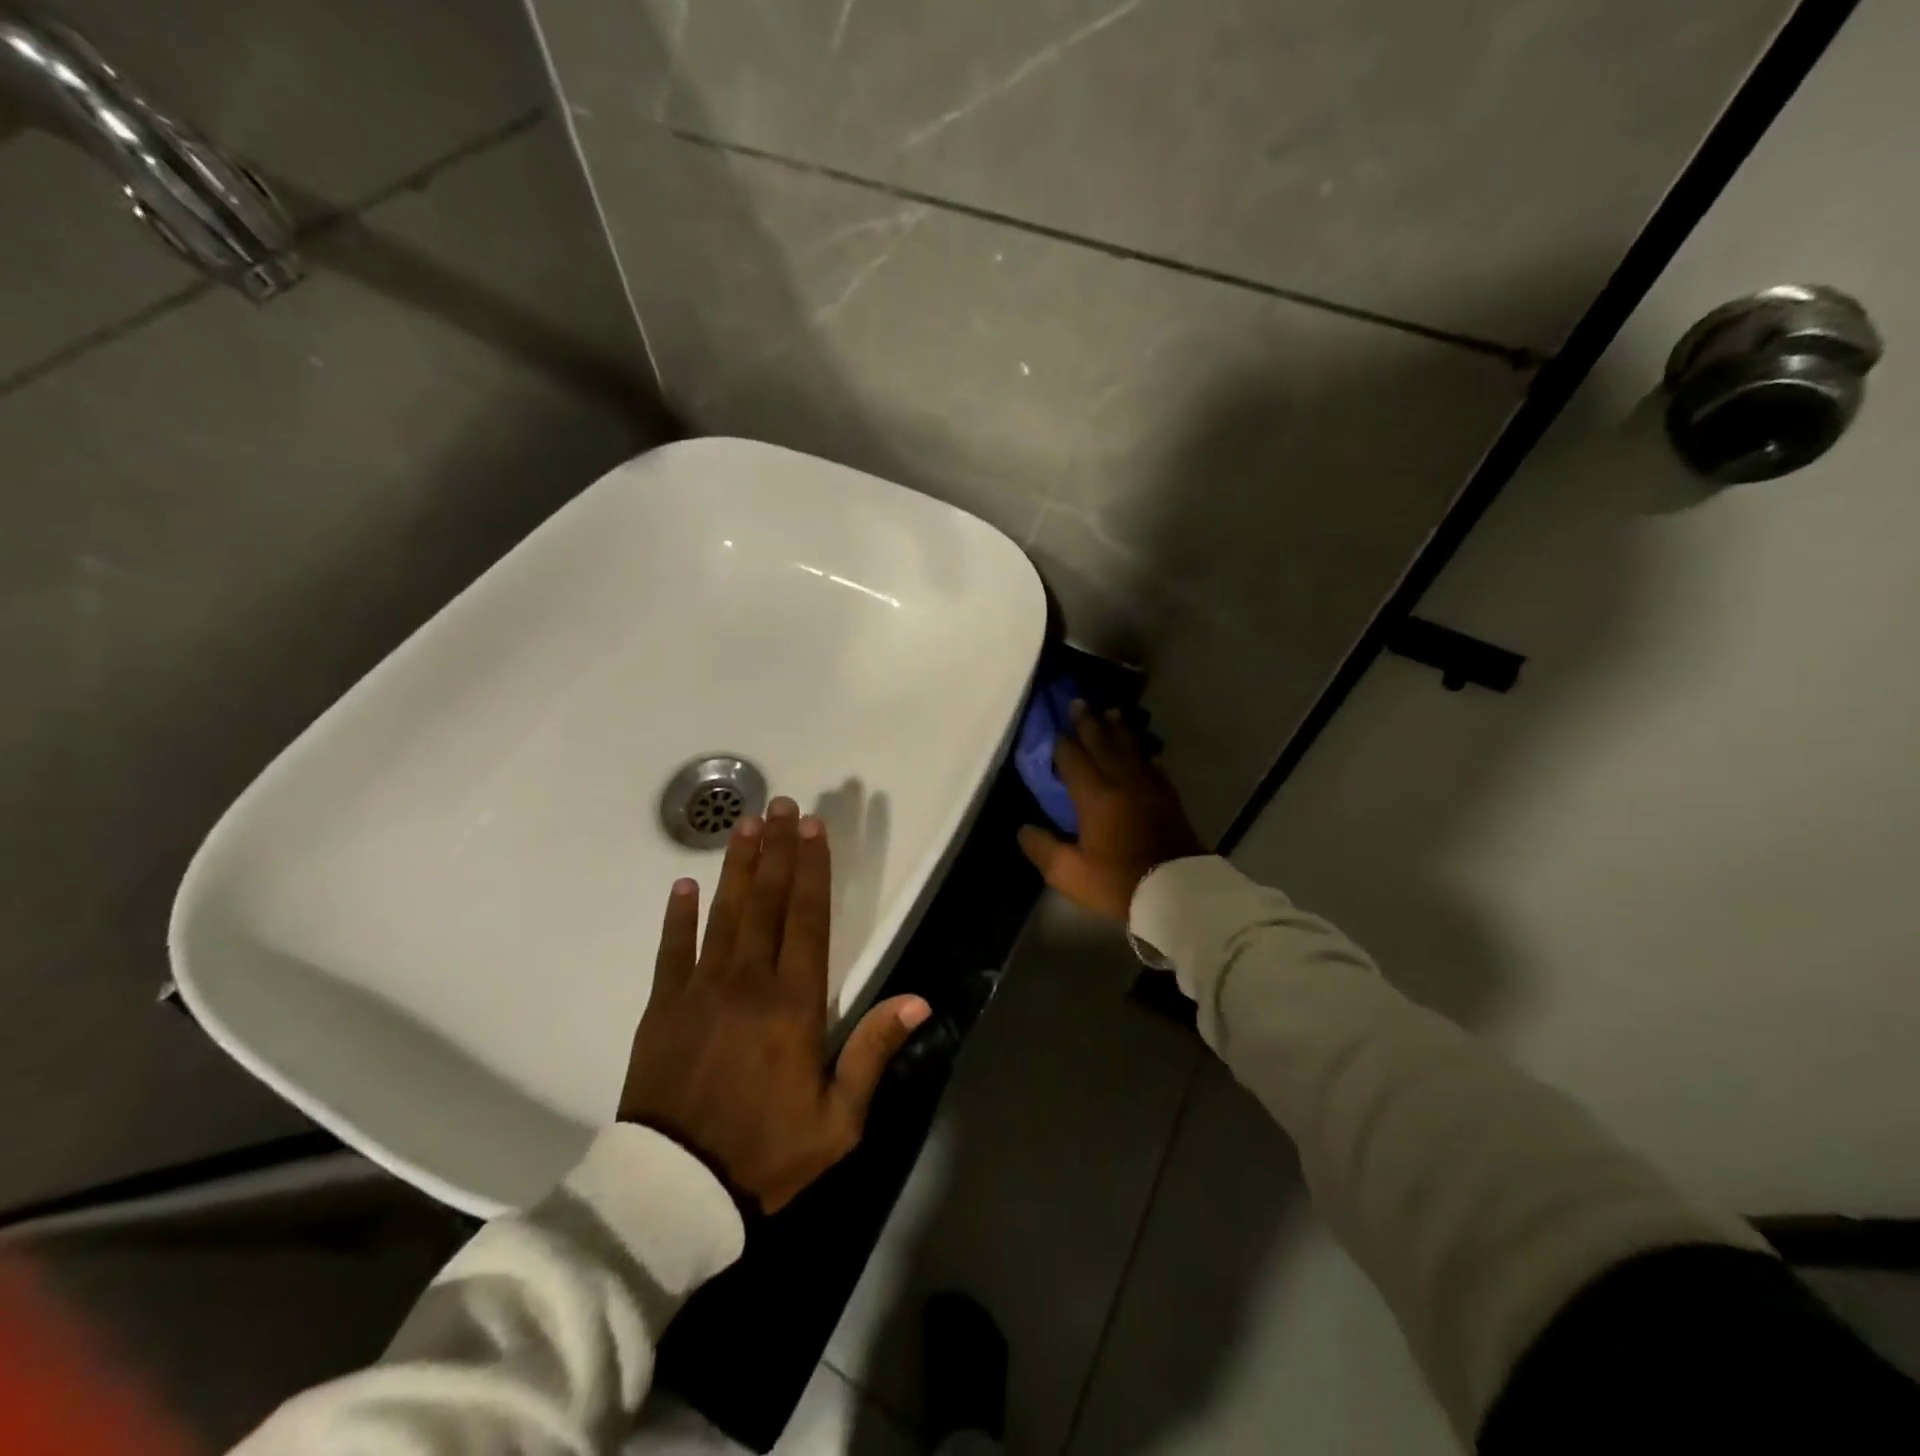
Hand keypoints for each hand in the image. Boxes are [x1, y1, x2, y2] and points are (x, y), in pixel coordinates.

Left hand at [619, 798, 931, 1212]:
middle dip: (778, 849)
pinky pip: (671, 951)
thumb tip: (917, 999)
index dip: (813, 869)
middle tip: (783, 805)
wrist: (674, 1193)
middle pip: (767, 902)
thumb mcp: (838, 1119)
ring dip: (737, 866)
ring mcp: (699, 990)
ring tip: (745, 824)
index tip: (815, 828)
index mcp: (793, 1003)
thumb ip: (873, 1052)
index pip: (807, 919)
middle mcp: (748, 982)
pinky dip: (677, 916)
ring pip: (723, 913)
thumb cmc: (766, 1152)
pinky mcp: (661, 1008)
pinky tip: (684, 884)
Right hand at [1018, 701, 1207, 922]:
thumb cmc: (1119, 881)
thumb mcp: (1070, 873)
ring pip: (1130, 748)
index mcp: (1094, 795)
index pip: (1073, 758)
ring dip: (1118, 729)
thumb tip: (1024, 829)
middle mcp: (1121, 781)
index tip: (1054, 726)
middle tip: (1080, 702)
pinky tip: (1142, 752)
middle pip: (1103, 743)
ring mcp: (1148, 787)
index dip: (1062, 742)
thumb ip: (1044, 849)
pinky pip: (1152, 765)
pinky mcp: (1167, 797)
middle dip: (1089, 723)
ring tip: (1111, 713)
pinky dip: (1142, 753)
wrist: (1177, 891)